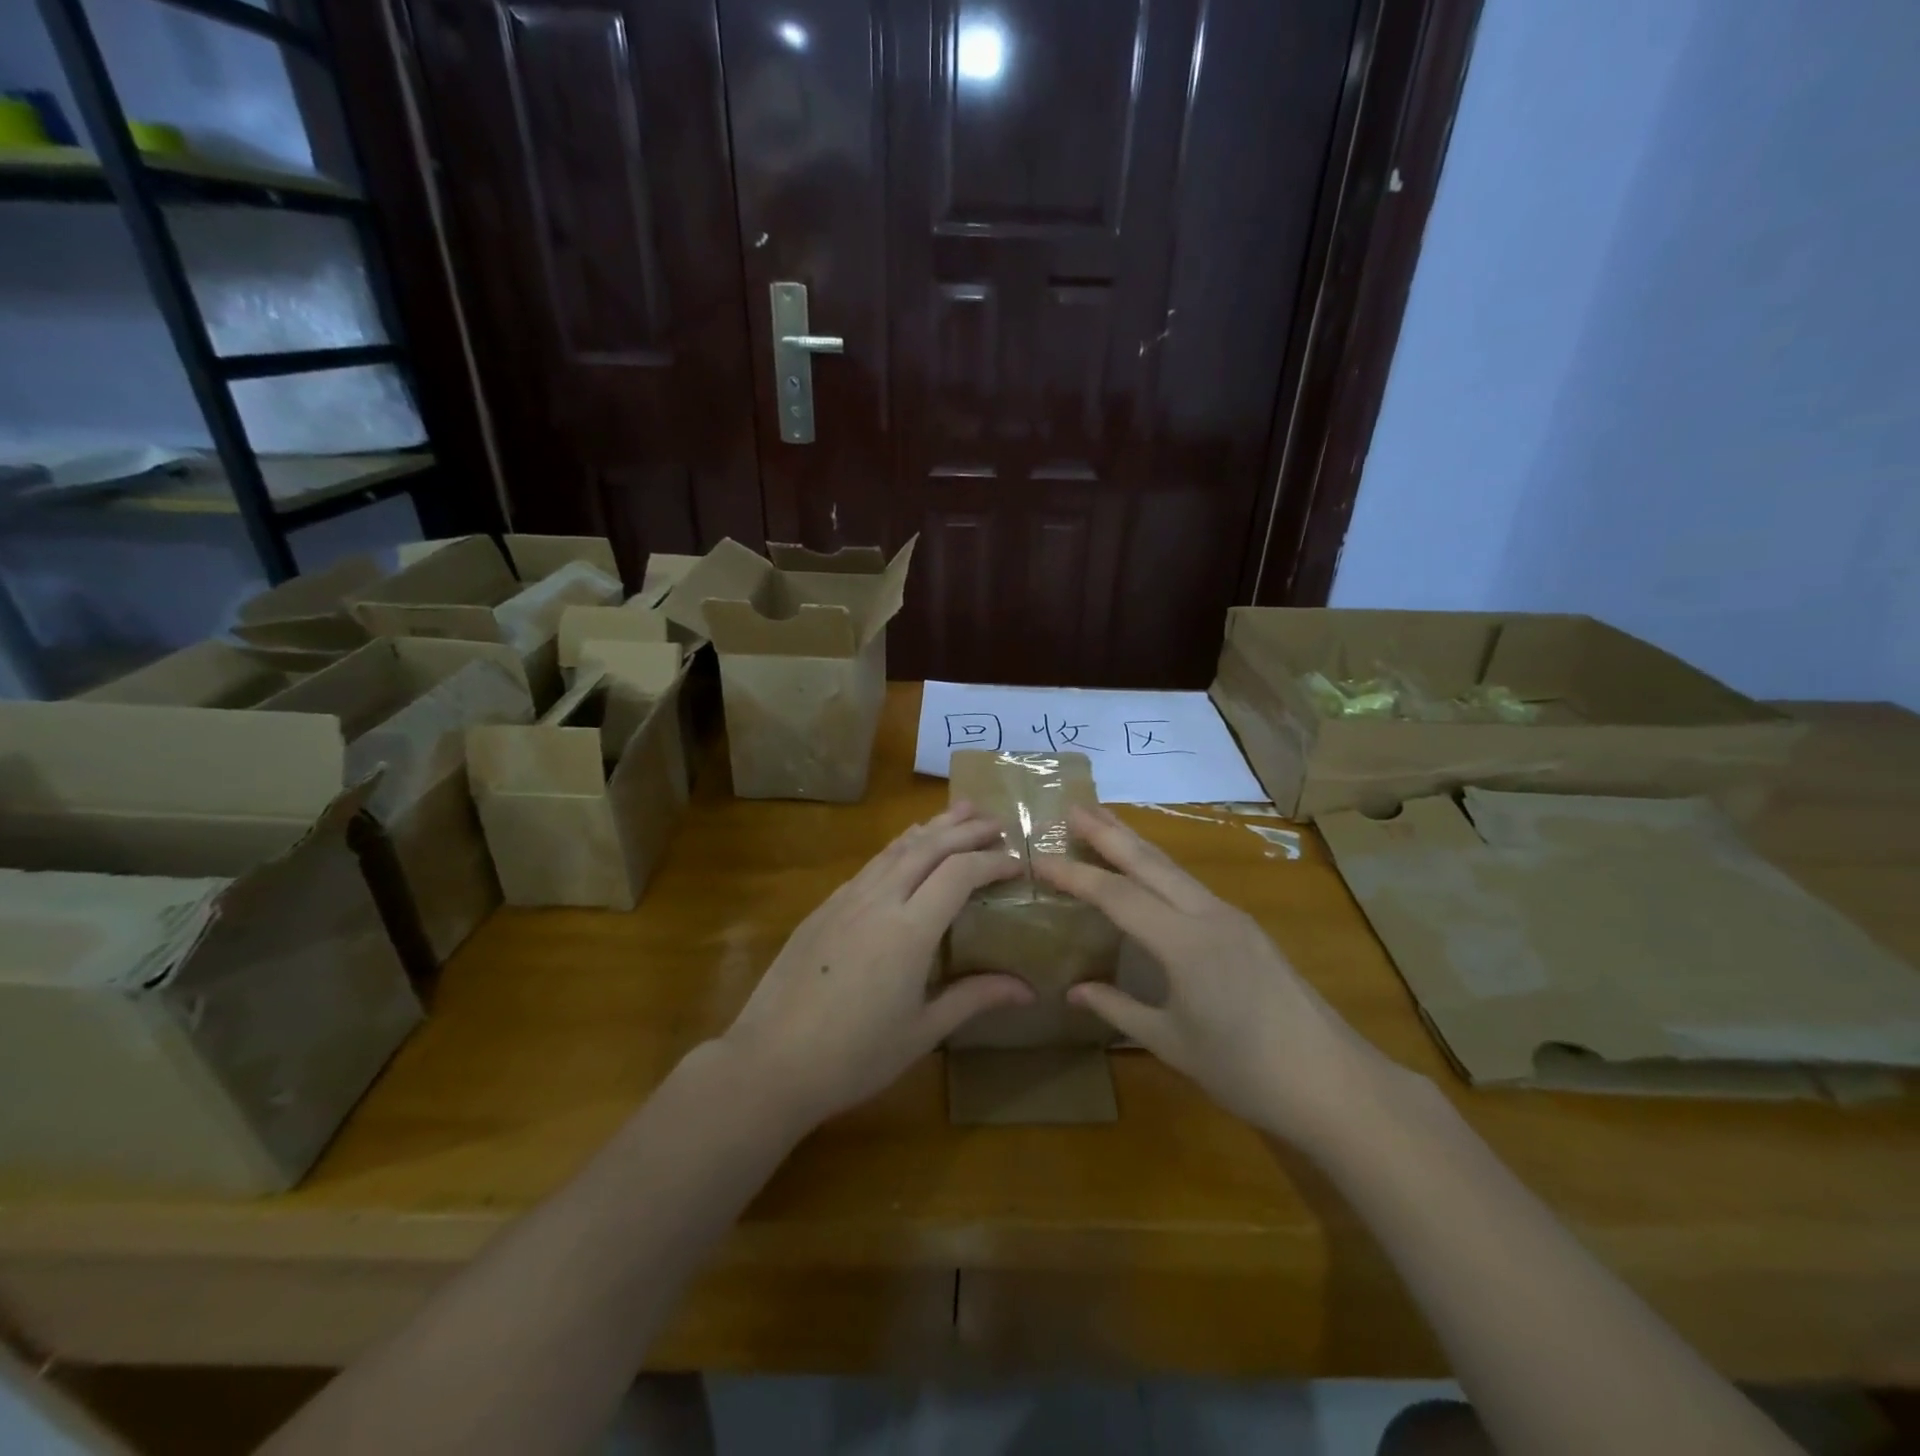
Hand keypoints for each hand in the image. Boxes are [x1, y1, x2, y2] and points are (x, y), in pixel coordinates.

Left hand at [720, 804, 1033, 1130]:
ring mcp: (846, 899)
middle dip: (966, 829)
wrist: (771, 1062)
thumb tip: (1028, 990)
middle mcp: (879, 900)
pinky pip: (870, 864)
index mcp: (910, 930)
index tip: (1018, 863)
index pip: (960, 873)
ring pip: (896, 848)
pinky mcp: (824, 907)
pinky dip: (898, 847)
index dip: (992, 862)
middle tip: (996, 822)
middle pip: (929, 847)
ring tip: (958, 812)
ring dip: (931, 827)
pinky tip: (905, 849)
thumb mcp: (922, 1031)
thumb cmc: (854, 1056)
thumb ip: (974, 998)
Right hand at [1035, 806, 1399, 1151]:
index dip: (1075, 875)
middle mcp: (1208, 916)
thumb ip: (1119, 1010)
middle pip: (1149, 863)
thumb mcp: (1172, 1043)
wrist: (1334, 1084)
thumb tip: (1074, 990)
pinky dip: (1159, 869)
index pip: (1117, 896)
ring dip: (1136, 844)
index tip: (1038, 858)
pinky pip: (1191, 887)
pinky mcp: (1246, 930)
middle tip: (1074, 807)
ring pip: (1174, 869)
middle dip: (1109, 833)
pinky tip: (1150, 873)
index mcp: (1184, 942)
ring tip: (1105, 823)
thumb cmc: (1246, 1070)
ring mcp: (1232, 919)